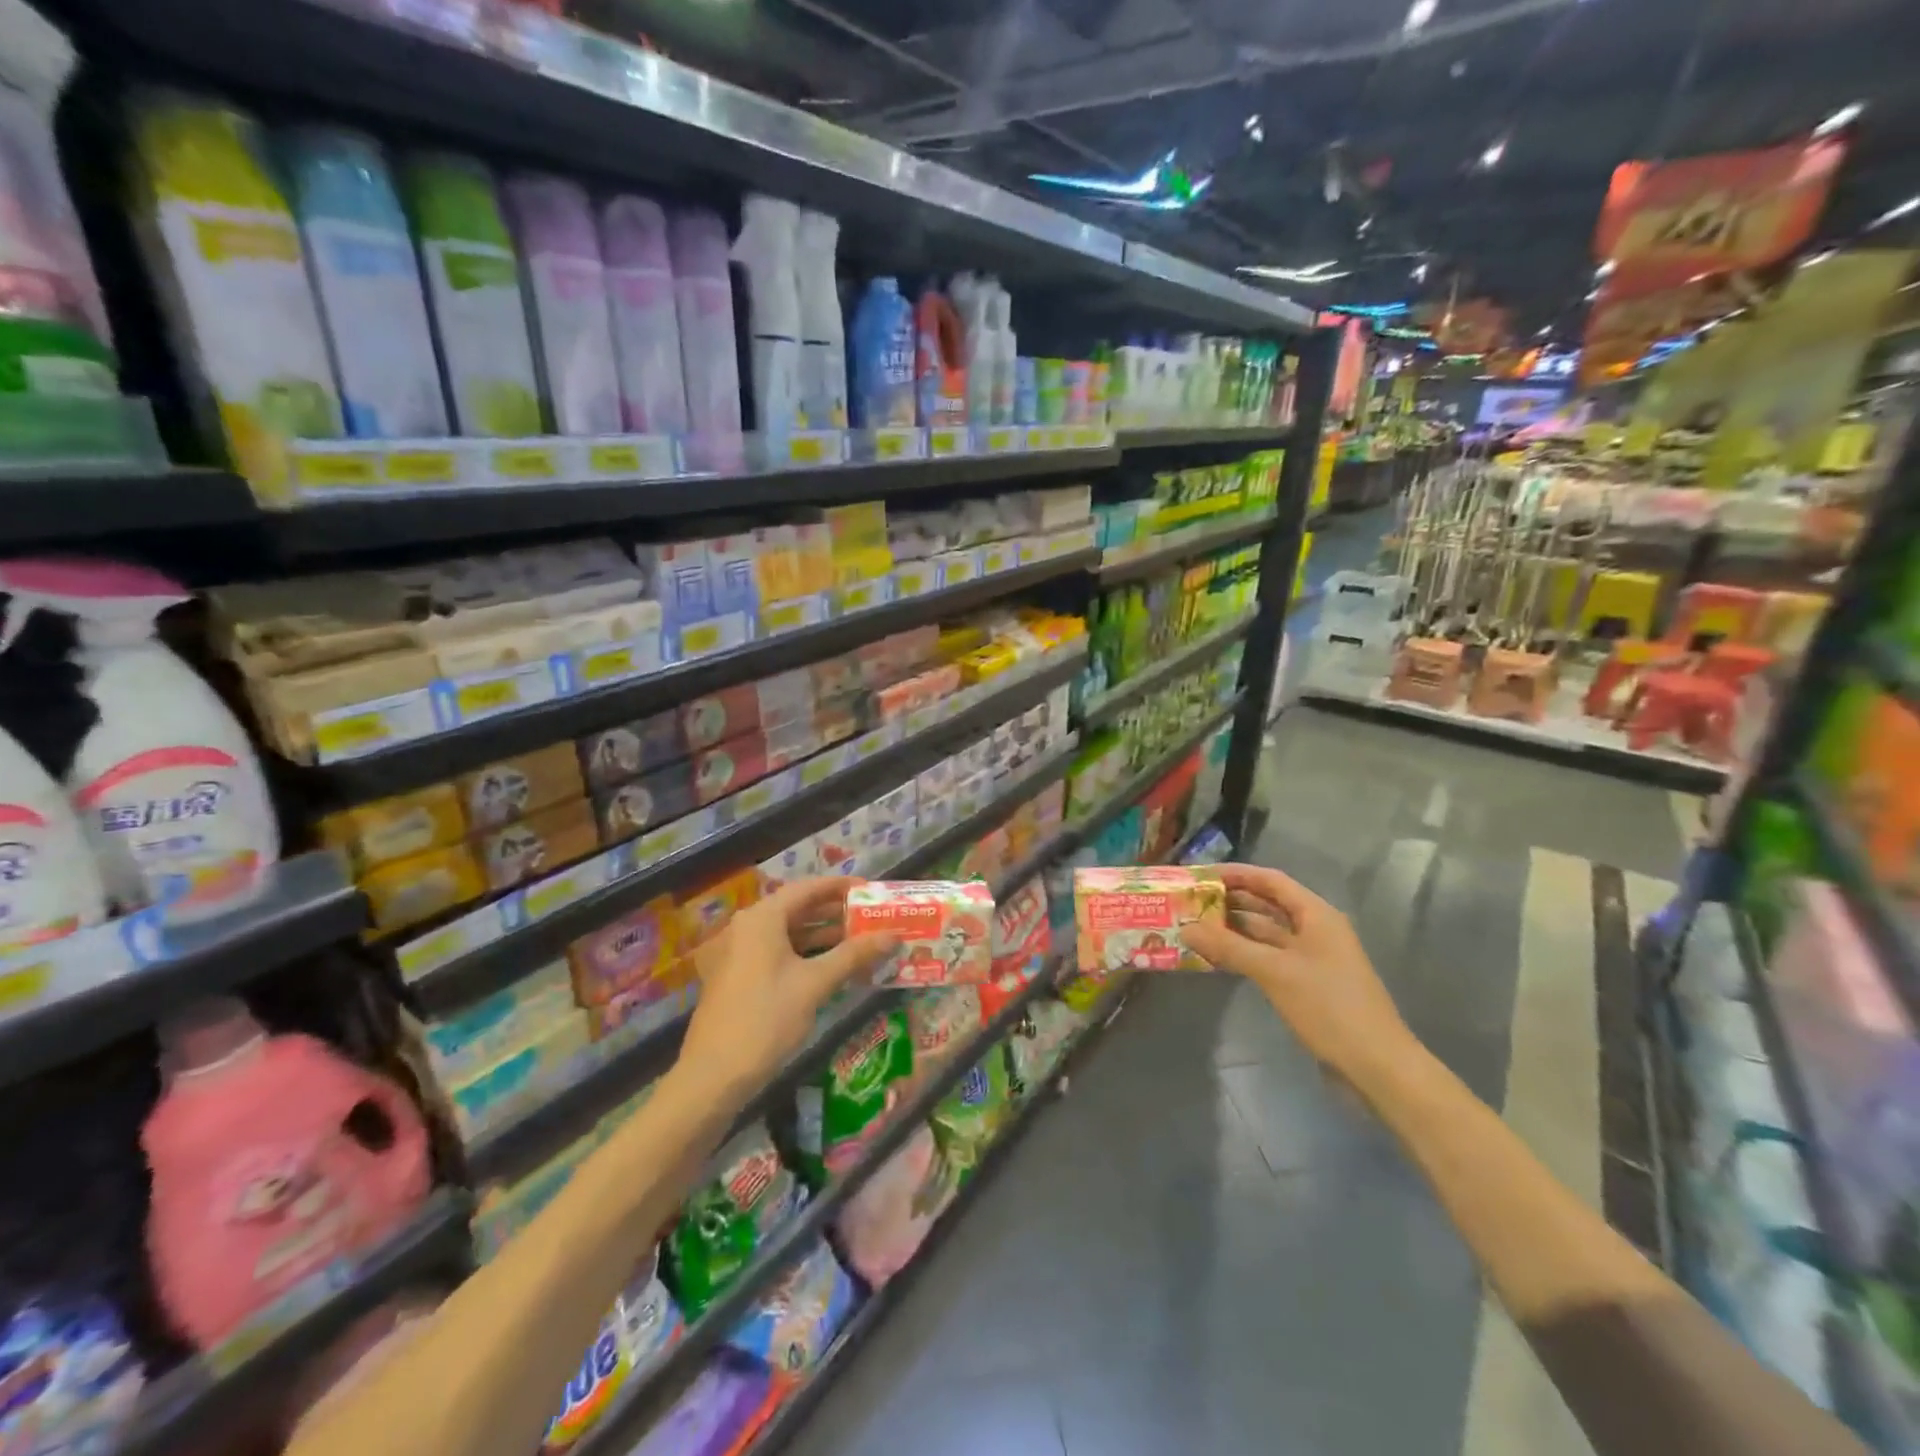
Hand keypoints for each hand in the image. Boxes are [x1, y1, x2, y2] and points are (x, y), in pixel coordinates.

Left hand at [678, 878, 897, 1103]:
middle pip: (797, 908)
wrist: (713, 1076)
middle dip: (834, 912)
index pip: (808, 888)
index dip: (841, 886)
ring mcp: (737, 952)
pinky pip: (775, 952)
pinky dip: (803, 953)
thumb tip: (893, 936)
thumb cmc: (766, 1019)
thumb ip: (854, 954)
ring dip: (821, 935)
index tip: (871, 890)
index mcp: (762, 918)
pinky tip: (830, 966)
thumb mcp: (815, 984)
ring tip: (859, 941)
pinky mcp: (735, 975)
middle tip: (870, 917)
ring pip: (787, 933)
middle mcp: (746, 926)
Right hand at [1181, 863, 1418, 1089]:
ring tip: (1197, 927)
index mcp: (1316, 915)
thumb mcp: (1274, 972)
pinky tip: (1219, 958)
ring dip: (1235, 929)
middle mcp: (1316, 930)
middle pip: (1269, 905)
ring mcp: (1313, 958)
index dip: (1236, 874)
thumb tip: (1186, 928)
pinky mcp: (1309, 984)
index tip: (1201, 875)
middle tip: (1192, 902)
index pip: (1271, 880)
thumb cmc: (1329, 1007)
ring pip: (1267, 933)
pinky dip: (1245, 954)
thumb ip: (1228, 947)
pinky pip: (1270, 958)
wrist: (1377, 1065)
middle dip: (1231, 901)